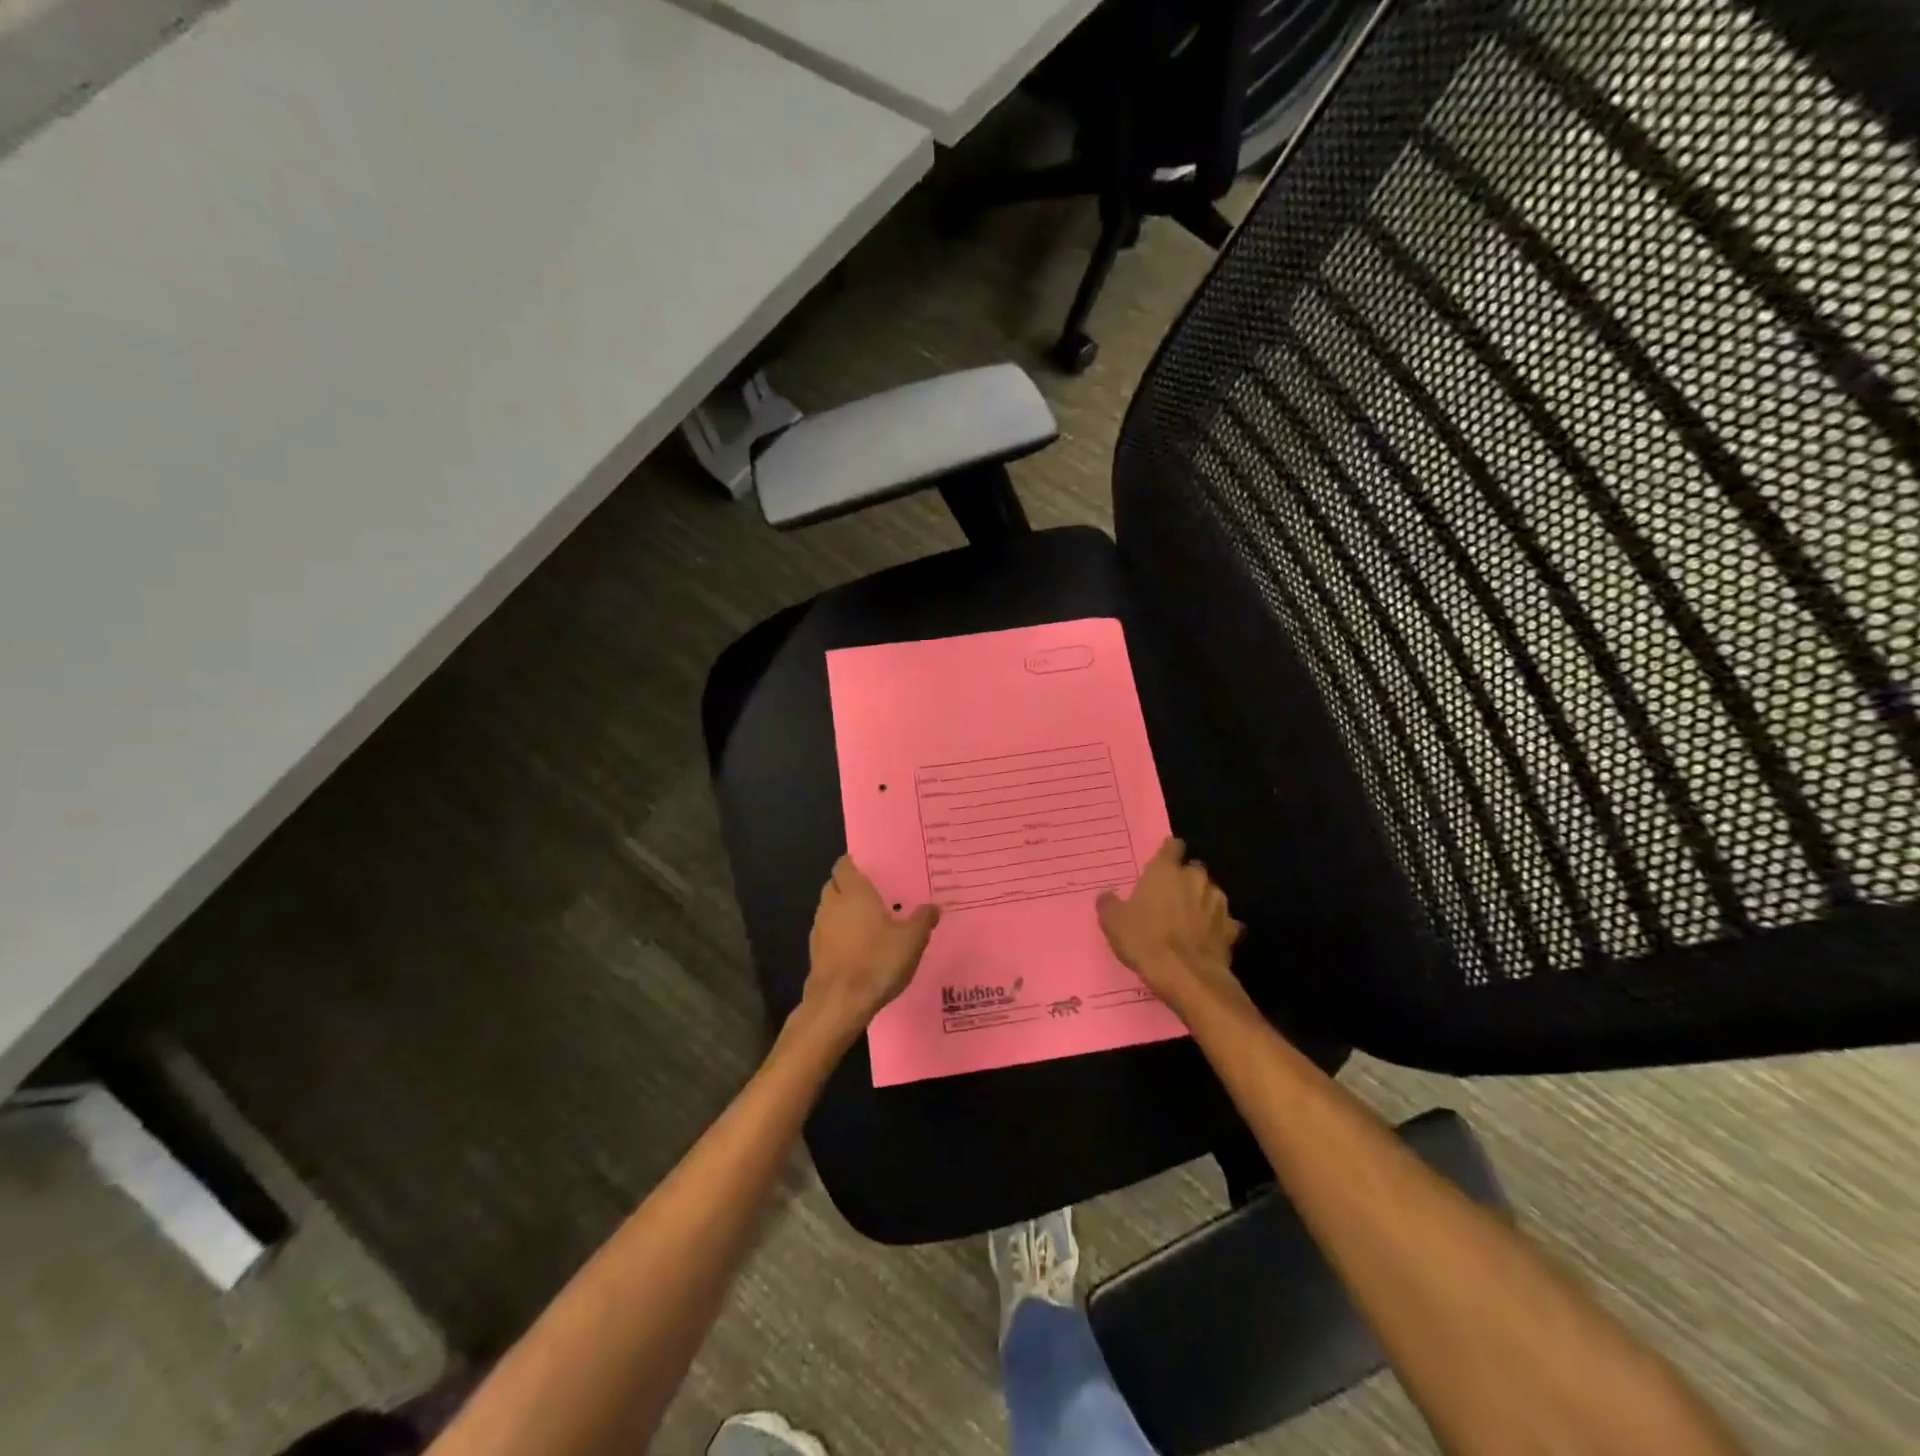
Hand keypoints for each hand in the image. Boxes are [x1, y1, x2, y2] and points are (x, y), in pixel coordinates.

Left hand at [802, 857, 940, 1036]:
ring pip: (829, 909)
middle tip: (873, 893)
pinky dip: (838, 932)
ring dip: (843, 910)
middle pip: (835, 885)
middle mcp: (832, 905)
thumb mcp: (911, 940)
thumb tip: (933, 906)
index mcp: (854, 893)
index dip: (853, 864)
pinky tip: (856, 946)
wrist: (839, 1003)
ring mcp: (819, 929)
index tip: (869, 867)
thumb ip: (923, 920)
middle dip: (849, 886)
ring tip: (867, 920)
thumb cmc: (876, 961)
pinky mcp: (815, 952)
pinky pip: (827, 932)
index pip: (844, 865)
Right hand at [1096, 837, 1243, 1008]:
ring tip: (1189, 919)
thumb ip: (1109, 903)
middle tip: (1170, 897)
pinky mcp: (1231, 929)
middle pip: (1194, 869)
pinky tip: (1207, 939)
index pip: (1172, 846)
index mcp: (1166, 870)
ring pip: (1212, 893)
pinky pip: (1226, 922)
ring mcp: (1217, 903)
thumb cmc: (1145, 940)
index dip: (1168, 852)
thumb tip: (1107, 895)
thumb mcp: (1113, 922)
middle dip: (1186, 879)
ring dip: (1202, 901)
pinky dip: (1218, 927)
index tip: (1161, 863)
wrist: (1185, 976)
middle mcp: (1195, 879)